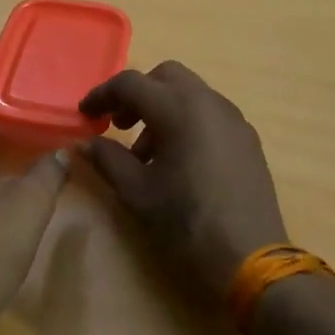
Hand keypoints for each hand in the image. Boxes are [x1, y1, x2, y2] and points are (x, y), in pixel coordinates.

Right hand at [80, 61, 288, 297]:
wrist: (249, 258)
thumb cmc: (186, 222)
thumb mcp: (136, 192)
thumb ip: (107, 159)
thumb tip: (85, 142)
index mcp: (180, 109)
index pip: (131, 83)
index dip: (102, 95)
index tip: (85, 115)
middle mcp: (210, 103)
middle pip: (166, 77)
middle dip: (137, 94)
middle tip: (119, 125)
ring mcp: (234, 120)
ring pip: (190, 94)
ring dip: (162, 109)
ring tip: (147, 154)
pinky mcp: (248, 140)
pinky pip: (210, 114)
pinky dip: (186, 122)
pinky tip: (178, 162)